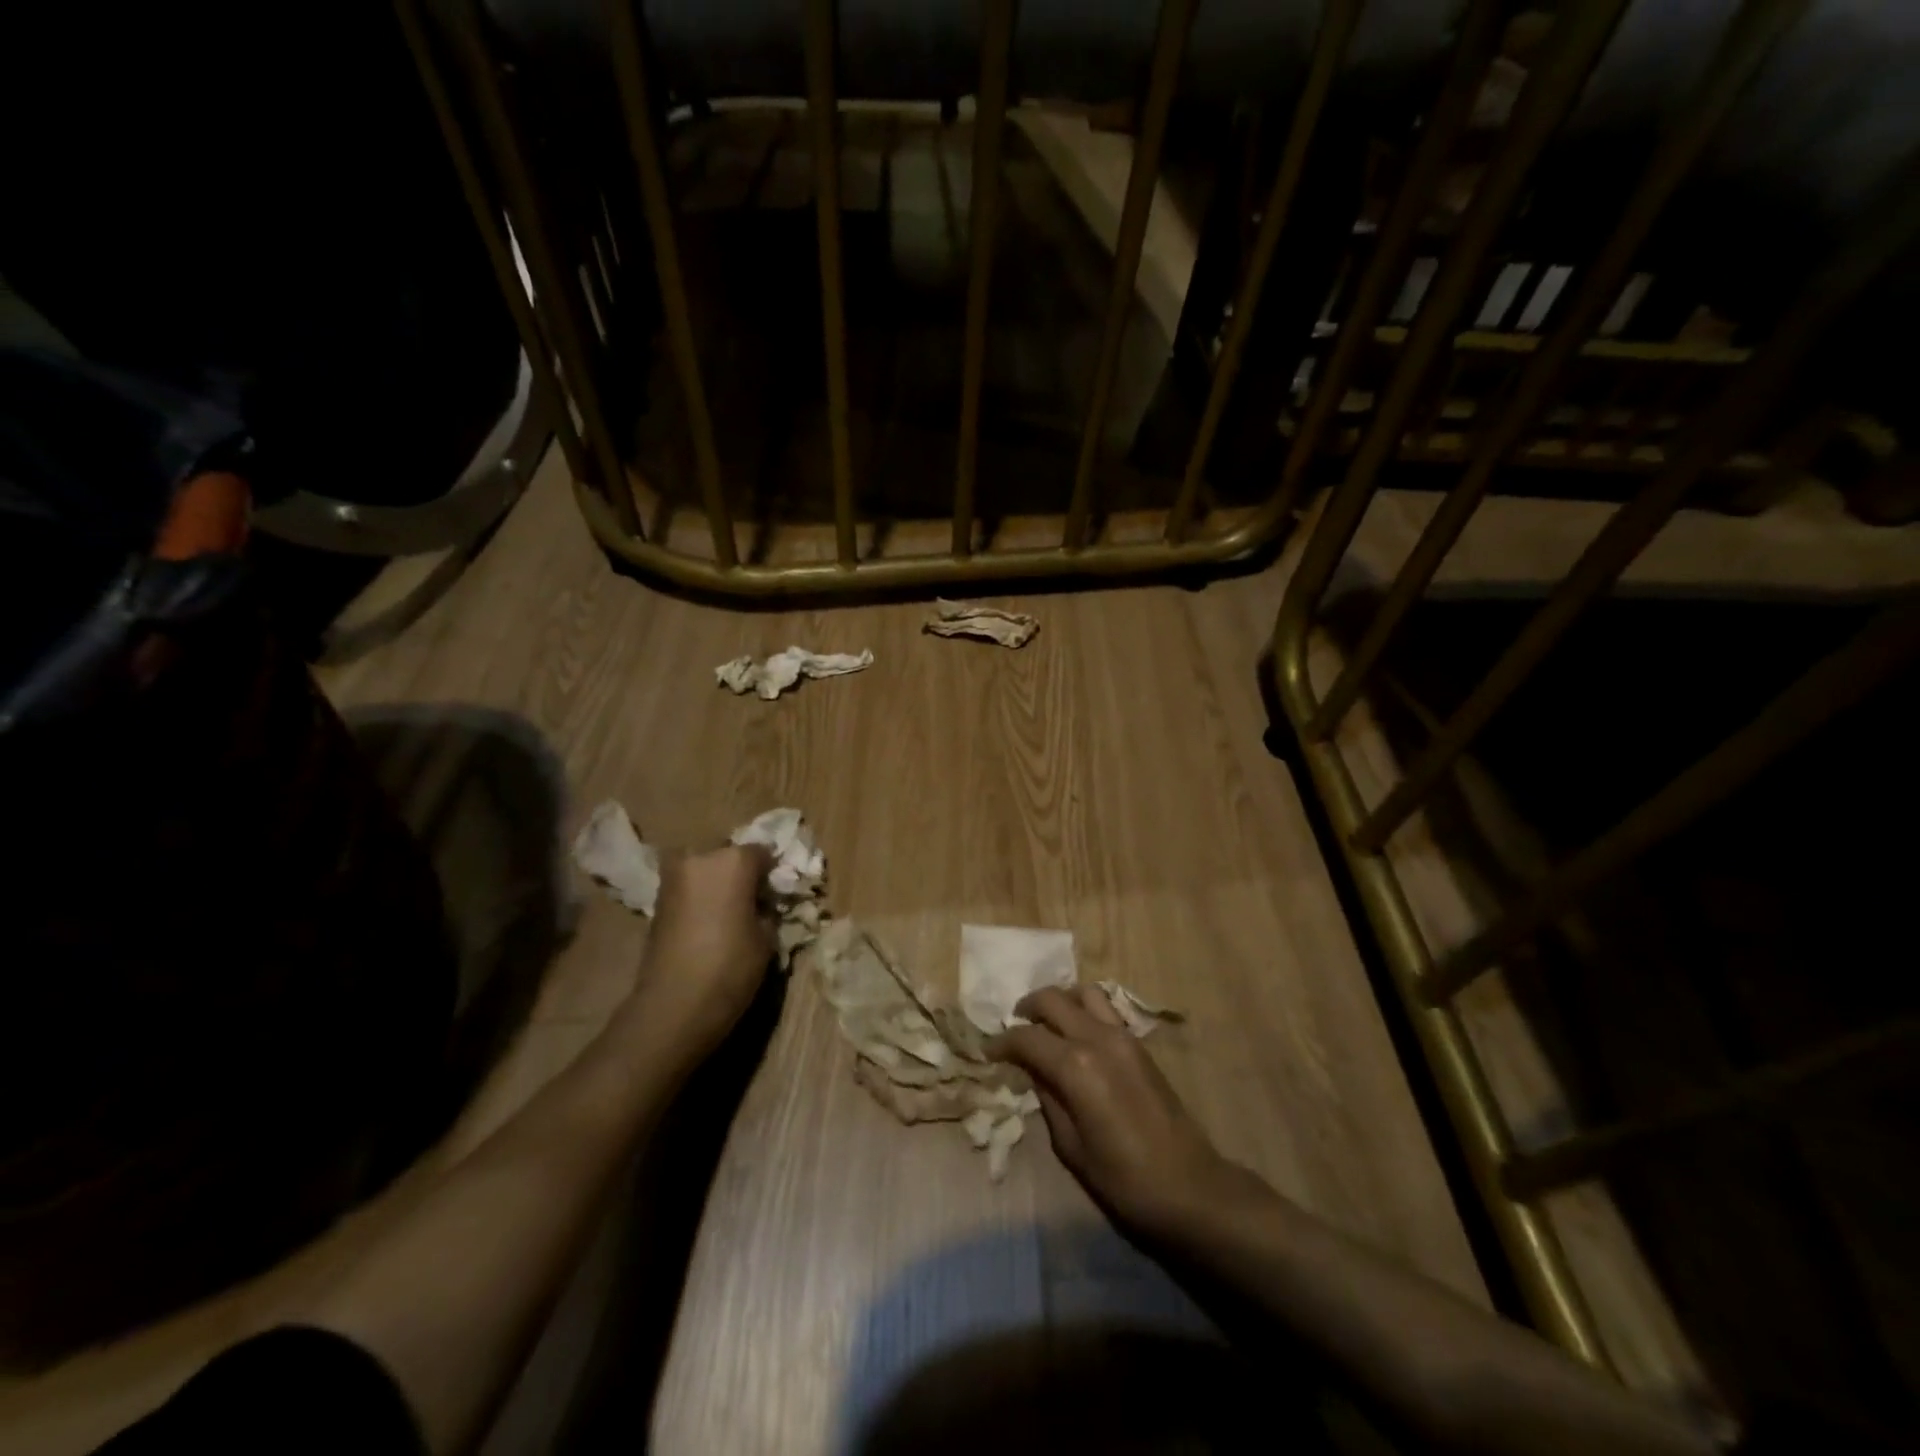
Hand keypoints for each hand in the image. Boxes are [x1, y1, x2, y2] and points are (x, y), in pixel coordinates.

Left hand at [627, 844, 775, 1069]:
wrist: (674, 1004)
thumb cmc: (731, 966)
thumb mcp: (766, 938)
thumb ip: (766, 910)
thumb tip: (762, 905)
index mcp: (733, 860)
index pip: (762, 852)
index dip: (772, 872)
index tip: (778, 892)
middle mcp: (700, 858)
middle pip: (728, 855)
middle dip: (741, 873)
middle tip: (754, 900)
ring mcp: (673, 878)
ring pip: (705, 870)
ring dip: (718, 884)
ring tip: (731, 913)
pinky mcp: (657, 900)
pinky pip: (689, 888)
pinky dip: (700, 898)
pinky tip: (710, 923)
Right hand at [989, 985, 1247, 1237]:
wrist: (1190, 1187)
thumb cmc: (1124, 1179)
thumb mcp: (1071, 1147)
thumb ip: (1047, 1099)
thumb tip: (1032, 1072)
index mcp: (1076, 1066)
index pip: (1027, 1037)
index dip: (1002, 1042)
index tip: (988, 1052)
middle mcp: (1097, 1038)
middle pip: (1052, 999)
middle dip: (1027, 1009)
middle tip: (1014, 1030)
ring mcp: (1123, 1036)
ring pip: (1083, 993)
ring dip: (1060, 1002)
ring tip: (1047, 1026)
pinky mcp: (1139, 1044)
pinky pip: (1105, 1009)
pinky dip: (1084, 1011)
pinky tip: (1076, 1037)